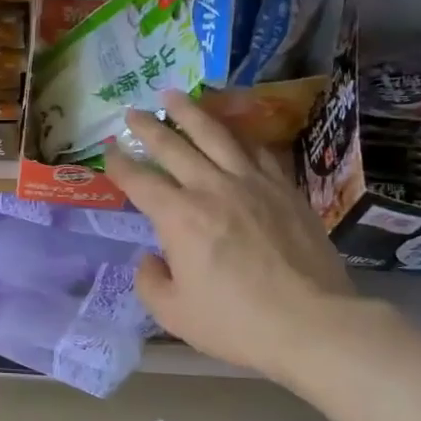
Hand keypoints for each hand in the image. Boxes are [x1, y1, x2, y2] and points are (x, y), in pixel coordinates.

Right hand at [106, 92, 383, 385]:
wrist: (311, 323)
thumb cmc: (235, 323)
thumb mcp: (173, 314)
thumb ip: (150, 281)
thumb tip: (152, 258)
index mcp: (179, 217)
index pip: (140, 180)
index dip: (119, 163)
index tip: (109, 149)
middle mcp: (212, 188)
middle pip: (174, 146)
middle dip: (148, 127)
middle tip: (132, 111)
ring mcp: (253, 183)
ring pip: (217, 135)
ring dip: (191, 113)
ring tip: (175, 96)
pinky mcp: (285, 189)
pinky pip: (258, 151)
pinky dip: (240, 136)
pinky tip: (233, 132)